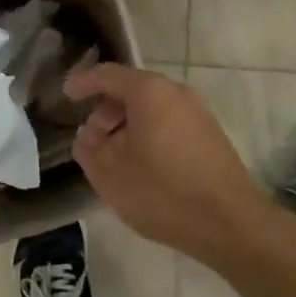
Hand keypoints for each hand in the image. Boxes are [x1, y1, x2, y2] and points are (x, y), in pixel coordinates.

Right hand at [64, 63, 269, 261]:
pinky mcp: (210, 134)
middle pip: (131, 90)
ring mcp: (198, 111)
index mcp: (149, 92)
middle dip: (106, 111)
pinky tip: (143, 167)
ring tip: (115, 159)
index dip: (83, 82)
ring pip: (152, 108)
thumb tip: (88, 134)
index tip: (66, 95)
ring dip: (127, 126)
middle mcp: (176, 91)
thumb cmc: (163, 192)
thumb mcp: (110, 174)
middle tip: (91, 141)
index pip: (108, 74)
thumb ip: (89, 148)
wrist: (229, 222)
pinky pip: (169, 122)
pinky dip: (149, 134)